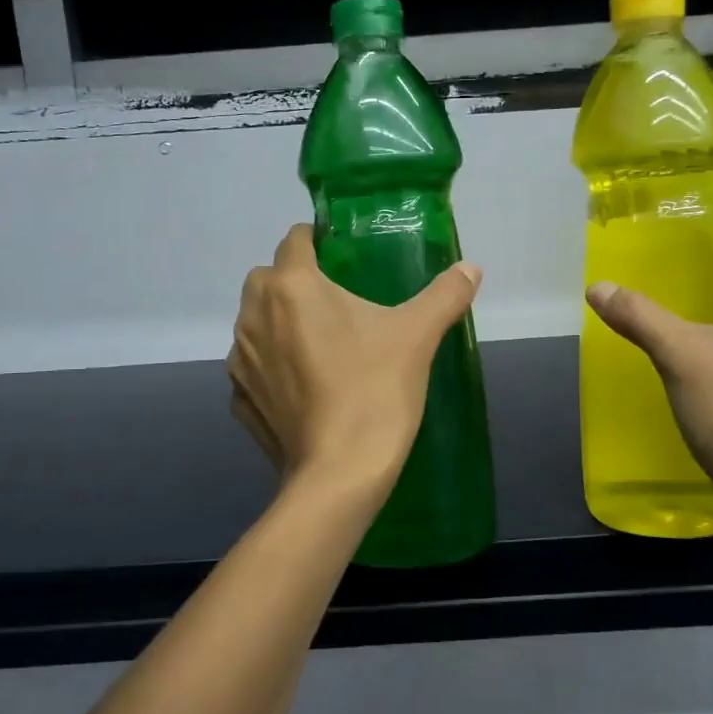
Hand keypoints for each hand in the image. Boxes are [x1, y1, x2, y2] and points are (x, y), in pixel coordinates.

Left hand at [229, 225, 482, 493]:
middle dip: (293, 280)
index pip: (294, 240)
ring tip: (319, 343)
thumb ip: (444, 295)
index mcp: (291, 287)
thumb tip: (472, 268)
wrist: (340, 473)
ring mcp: (241, 360)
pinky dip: (271, 366)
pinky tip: (303, 386)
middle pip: (267, 278)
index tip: (342, 255)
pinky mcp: (240, 399)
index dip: (316, 240)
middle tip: (335, 300)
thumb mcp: (417, 336)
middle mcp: (254, 315)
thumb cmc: (375, 390)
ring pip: (255, 322)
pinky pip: (253, 367)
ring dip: (278, 321)